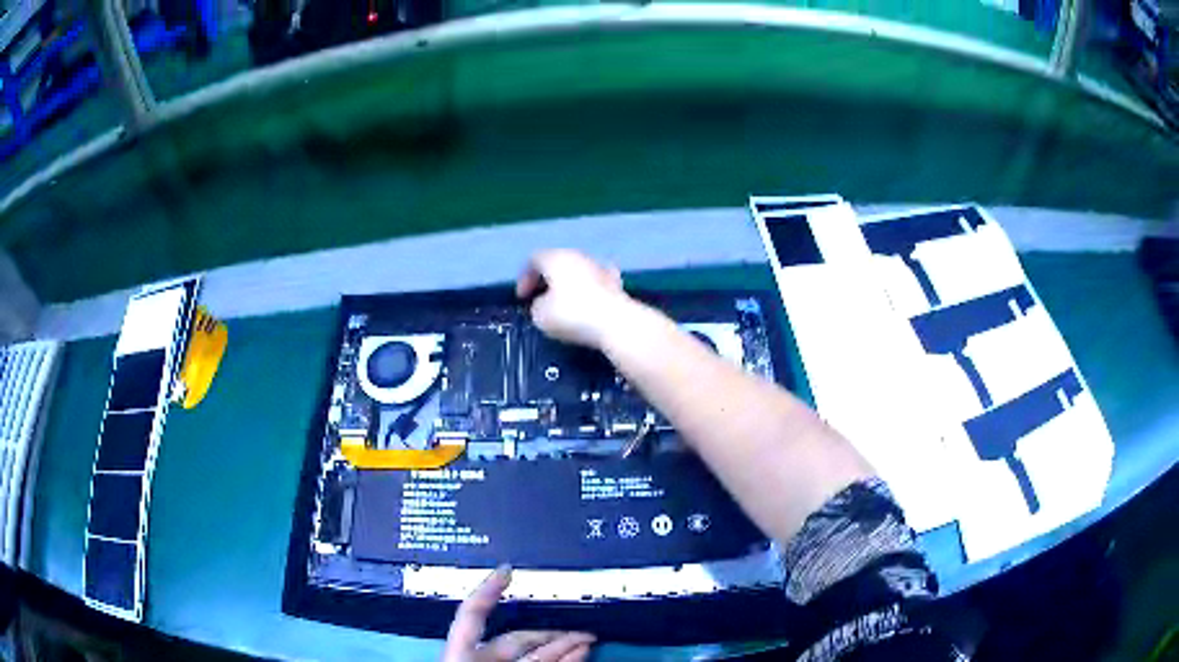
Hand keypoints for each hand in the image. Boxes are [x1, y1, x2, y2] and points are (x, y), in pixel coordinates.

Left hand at [442, 566, 594, 661]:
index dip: (489, 588)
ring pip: (533, 655)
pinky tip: (579, 653)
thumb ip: (518, 647)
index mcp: (460, 650)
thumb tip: (550, 634)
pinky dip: (562, 660)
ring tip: (586, 637)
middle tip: (578, 626)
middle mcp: (477, 658)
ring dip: (562, 644)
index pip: (473, 612)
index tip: (507, 569)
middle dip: (550, 630)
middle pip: (515, 637)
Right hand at [515, 250, 630, 348]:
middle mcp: (578, 255)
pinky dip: (588, 290)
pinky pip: (596, 281)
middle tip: (540, 297)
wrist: (616, 322)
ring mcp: (600, 266)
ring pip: (578, 270)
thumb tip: (543, 303)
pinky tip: (587, 302)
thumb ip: (536, 305)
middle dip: (547, 279)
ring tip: (563, 302)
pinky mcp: (616, 282)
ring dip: (568, 284)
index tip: (522, 298)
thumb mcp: (540, 315)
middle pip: (557, 262)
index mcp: (556, 258)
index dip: (525, 277)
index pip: (534, 259)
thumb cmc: (572, 315)